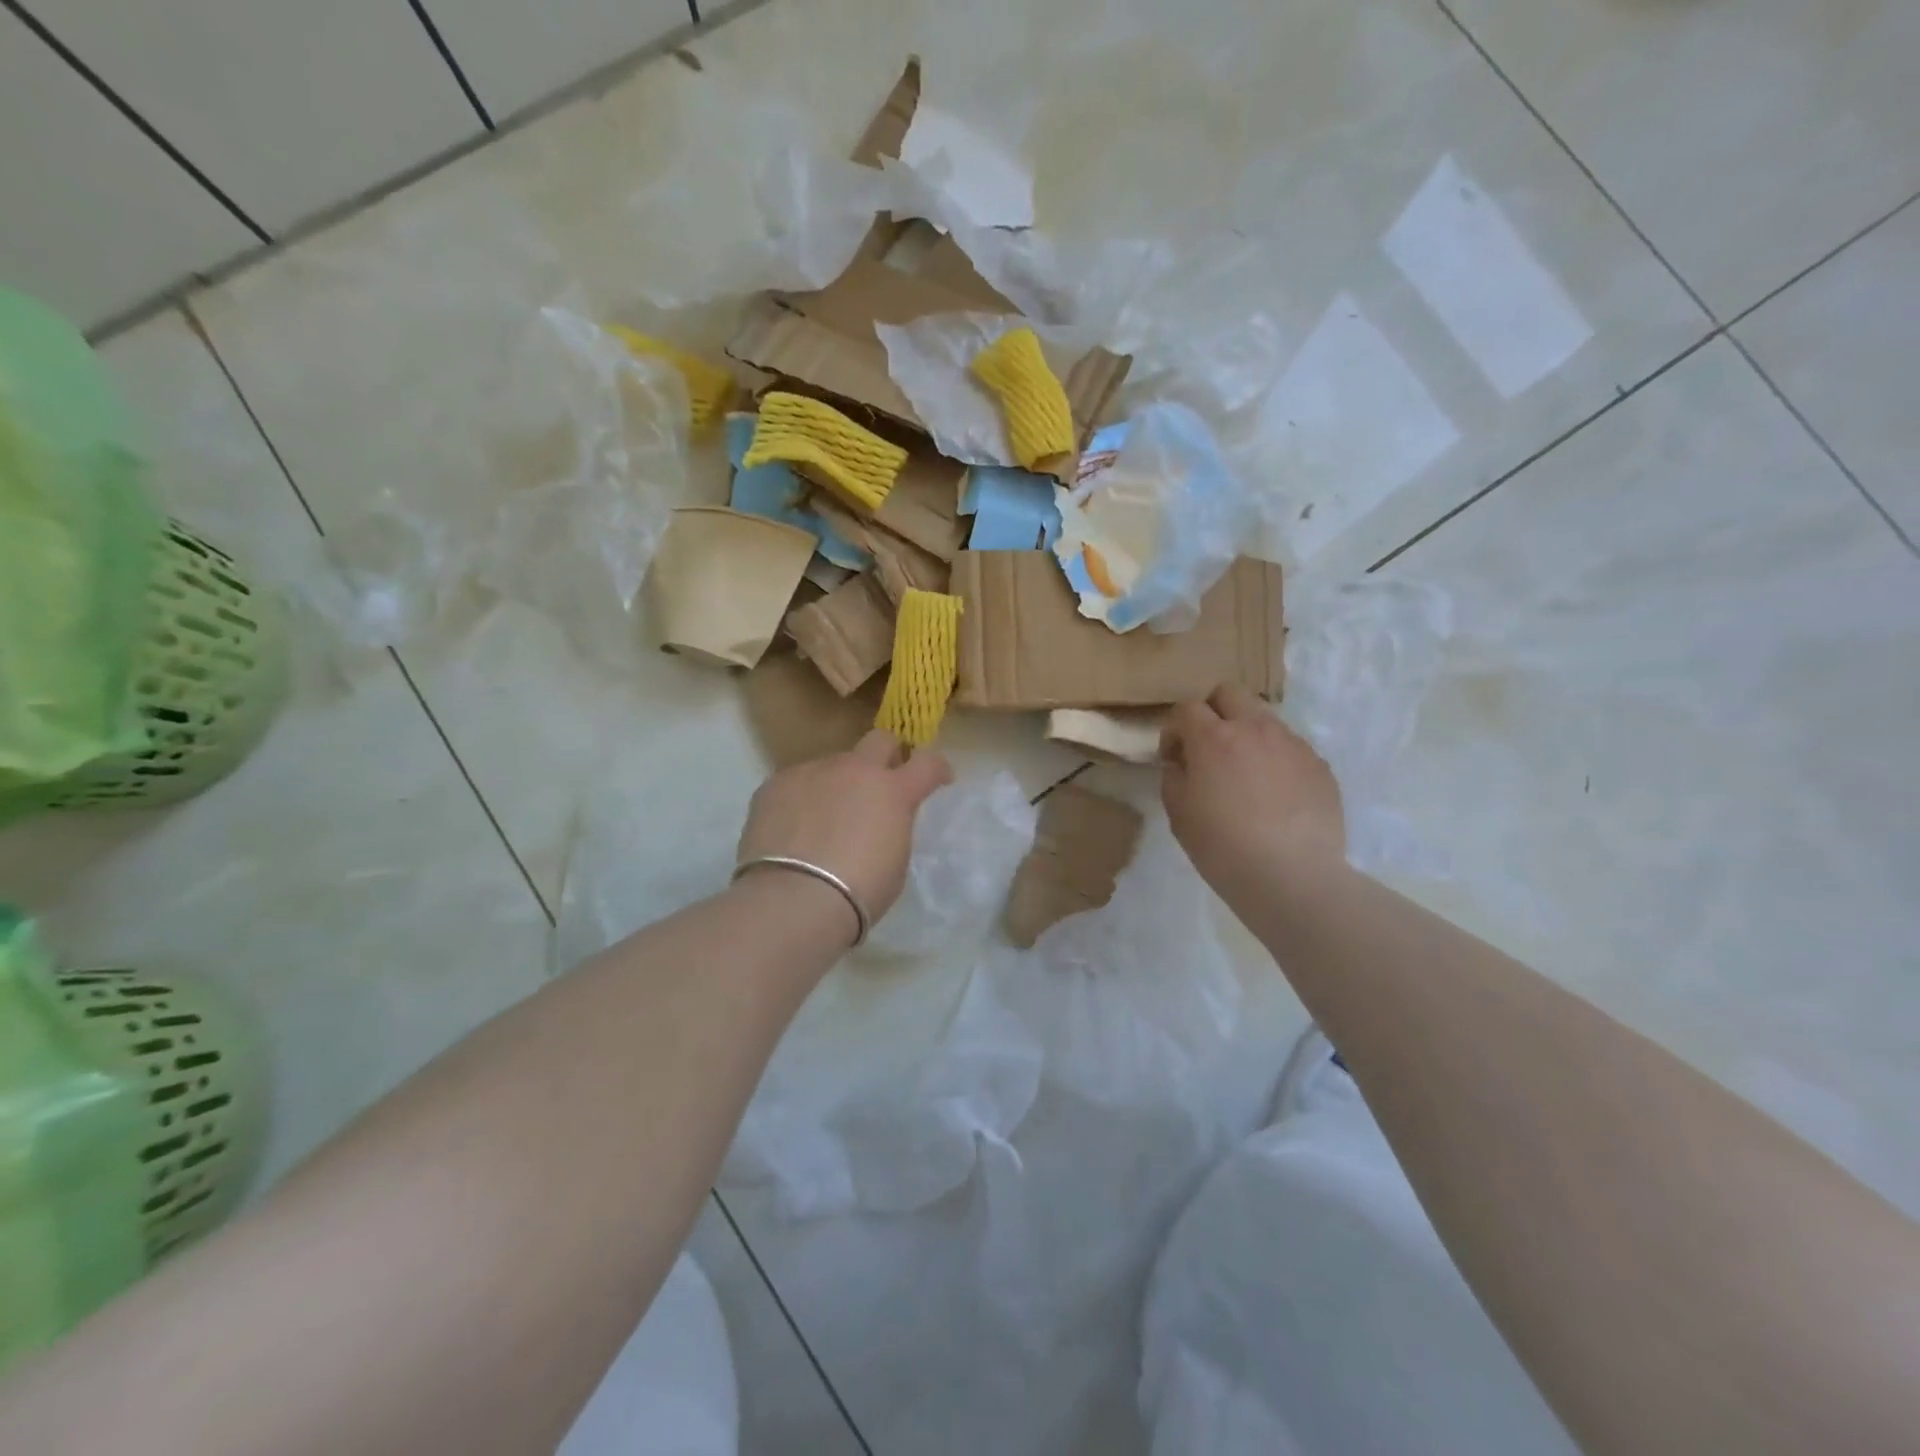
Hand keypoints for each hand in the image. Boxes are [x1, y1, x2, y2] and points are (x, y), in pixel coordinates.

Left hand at [736, 730, 952, 932]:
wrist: (794, 899)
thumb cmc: (859, 891)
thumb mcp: (895, 860)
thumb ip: (893, 827)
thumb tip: (881, 820)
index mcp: (893, 790)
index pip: (928, 762)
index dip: (936, 768)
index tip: (938, 779)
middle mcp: (854, 770)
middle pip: (879, 740)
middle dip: (886, 755)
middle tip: (880, 784)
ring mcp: (812, 772)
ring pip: (832, 764)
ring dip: (837, 784)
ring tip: (825, 819)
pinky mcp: (775, 784)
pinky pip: (796, 782)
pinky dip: (801, 799)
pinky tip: (793, 828)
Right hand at [1160, 684, 1344, 891]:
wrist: (1293, 877)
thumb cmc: (1223, 847)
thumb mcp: (1178, 814)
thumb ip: (1174, 777)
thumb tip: (1183, 764)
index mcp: (1214, 738)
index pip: (1186, 708)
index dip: (1174, 730)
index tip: (1173, 758)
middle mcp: (1255, 729)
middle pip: (1229, 693)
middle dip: (1212, 712)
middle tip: (1208, 748)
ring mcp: (1293, 745)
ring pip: (1264, 719)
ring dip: (1247, 735)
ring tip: (1246, 776)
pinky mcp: (1320, 766)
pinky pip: (1291, 749)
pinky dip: (1276, 762)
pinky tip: (1275, 798)